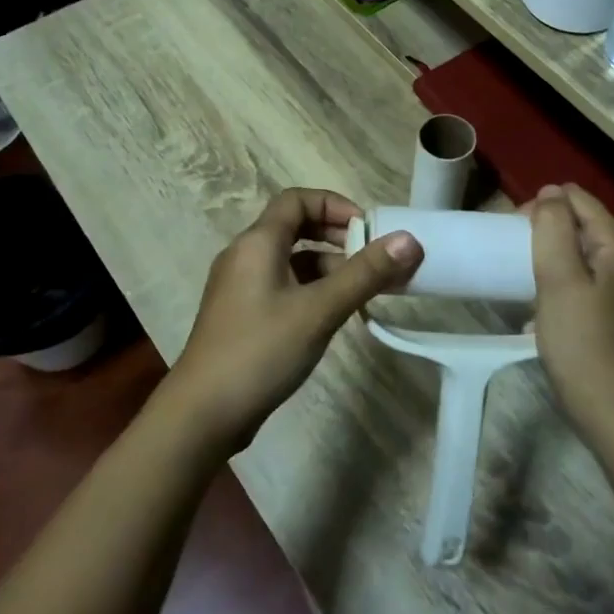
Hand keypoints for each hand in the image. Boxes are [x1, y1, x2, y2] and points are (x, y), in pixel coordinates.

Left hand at [169, 188, 420, 446]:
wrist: (203, 413)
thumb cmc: (261, 351)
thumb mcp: (319, 310)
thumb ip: (365, 274)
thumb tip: (410, 240)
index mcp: (257, 243)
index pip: (296, 199)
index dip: (334, 204)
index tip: (367, 229)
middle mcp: (244, 255)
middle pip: (294, 226)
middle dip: (336, 235)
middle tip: (371, 257)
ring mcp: (239, 287)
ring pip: (289, 260)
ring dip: (327, 266)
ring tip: (362, 290)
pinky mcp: (241, 315)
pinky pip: (281, 285)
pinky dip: (310, 289)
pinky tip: (332, 314)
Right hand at [528, 185, 613, 453]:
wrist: (613, 411)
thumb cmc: (582, 342)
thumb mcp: (559, 279)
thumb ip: (553, 229)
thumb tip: (549, 193)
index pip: (578, 199)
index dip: (543, 204)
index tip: (512, 230)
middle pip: (581, 224)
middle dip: (545, 229)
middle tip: (513, 253)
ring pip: (580, 254)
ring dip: (550, 257)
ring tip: (521, 275)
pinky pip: (583, 281)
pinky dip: (560, 282)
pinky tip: (539, 306)